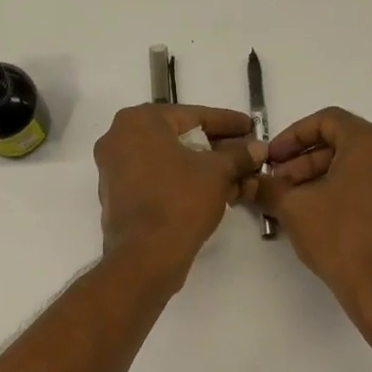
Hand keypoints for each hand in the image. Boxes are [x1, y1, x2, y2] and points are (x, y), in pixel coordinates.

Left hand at [95, 104, 265, 283]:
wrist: (146, 256)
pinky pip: (157, 182)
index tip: (251, 127)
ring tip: (236, 180)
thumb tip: (257, 148)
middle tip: (245, 157)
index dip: (228, 123)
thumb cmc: (181, 201)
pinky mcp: (117, 198)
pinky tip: (212, 195)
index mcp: (139, 121)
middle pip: (179, 139)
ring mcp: (113, 170)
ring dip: (203, 170)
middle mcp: (119, 138)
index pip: (194, 115)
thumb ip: (239, 155)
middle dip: (216, 150)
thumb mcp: (218, 173)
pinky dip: (183, 185)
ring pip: (169, 162)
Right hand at [258, 107, 371, 326]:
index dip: (292, 136)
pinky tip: (322, 217)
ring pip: (359, 167)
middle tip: (278, 184)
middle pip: (344, 144)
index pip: (327, 120)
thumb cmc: (340, 238)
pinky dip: (346, 193)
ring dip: (323, 178)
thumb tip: (249, 183)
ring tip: (295, 203)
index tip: (272, 158)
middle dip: (305, 162)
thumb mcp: (294, 209)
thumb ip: (269, 188)